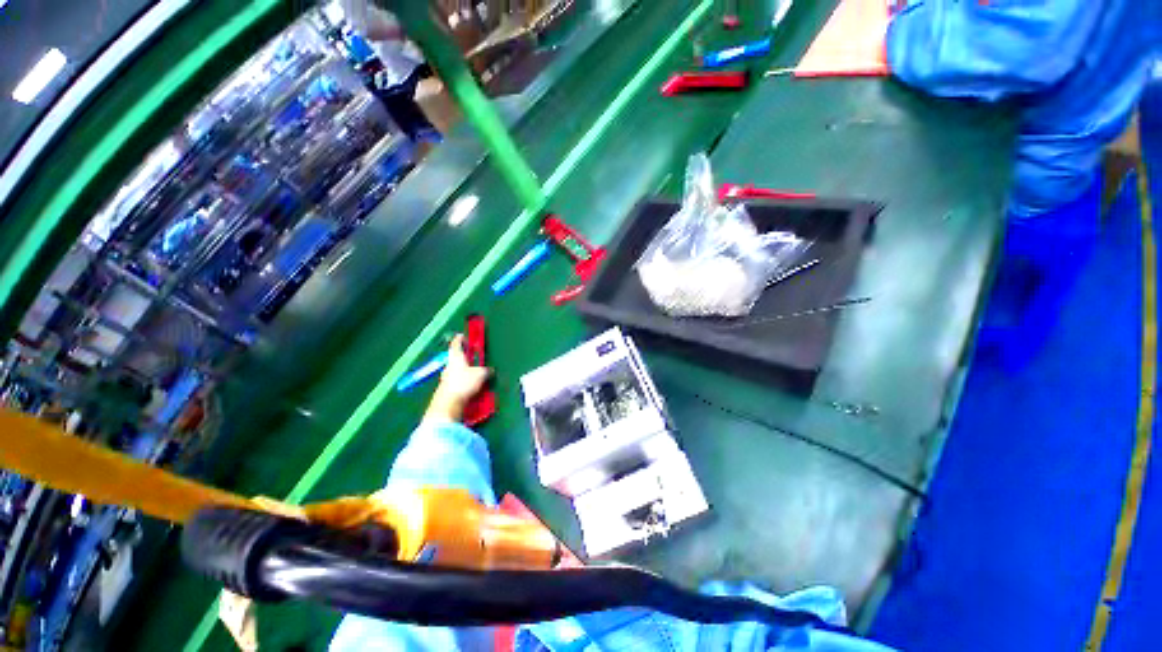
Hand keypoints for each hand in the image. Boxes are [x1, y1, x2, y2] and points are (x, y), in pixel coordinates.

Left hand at [424, 334, 491, 423]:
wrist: (449, 403)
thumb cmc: (463, 383)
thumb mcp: (481, 374)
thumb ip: (486, 370)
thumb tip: (490, 371)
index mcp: (456, 357)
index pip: (456, 344)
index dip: (460, 339)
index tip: (462, 336)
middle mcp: (449, 366)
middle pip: (456, 358)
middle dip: (464, 357)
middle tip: (473, 357)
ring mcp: (446, 378)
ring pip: (456, 371)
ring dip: (464, 371)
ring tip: (475, 375)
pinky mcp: (446, 389)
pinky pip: (456, 382)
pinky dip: (463, 382)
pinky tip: (471, 388)